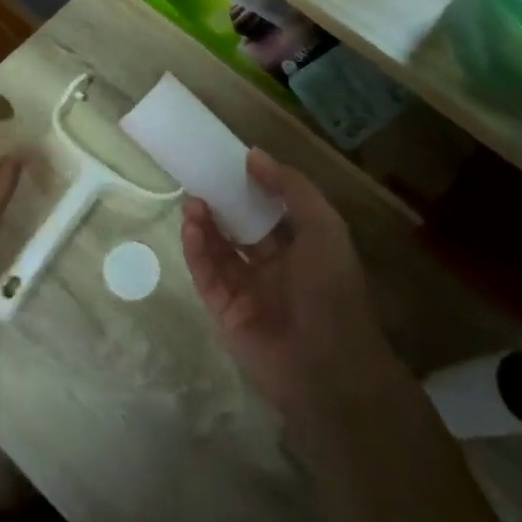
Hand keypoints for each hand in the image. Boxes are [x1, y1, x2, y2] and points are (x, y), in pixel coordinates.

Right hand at [180, 150, 407, 429]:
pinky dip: (196, 250)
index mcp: (305, 250)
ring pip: (220, 250)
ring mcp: (248, 290)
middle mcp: (275, 268)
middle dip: (224, 206)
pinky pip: (206, 274)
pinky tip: (190, 226)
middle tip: (202, 181)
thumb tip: (254, 156)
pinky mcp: (224, 310)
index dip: (255, 188)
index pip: (274, 213)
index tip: (233, 164)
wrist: (326, 365)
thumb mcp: (323, 227)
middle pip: (242, 230)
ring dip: (206, 224)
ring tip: (192, 201)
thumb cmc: (331, 289)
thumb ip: (292, 188)